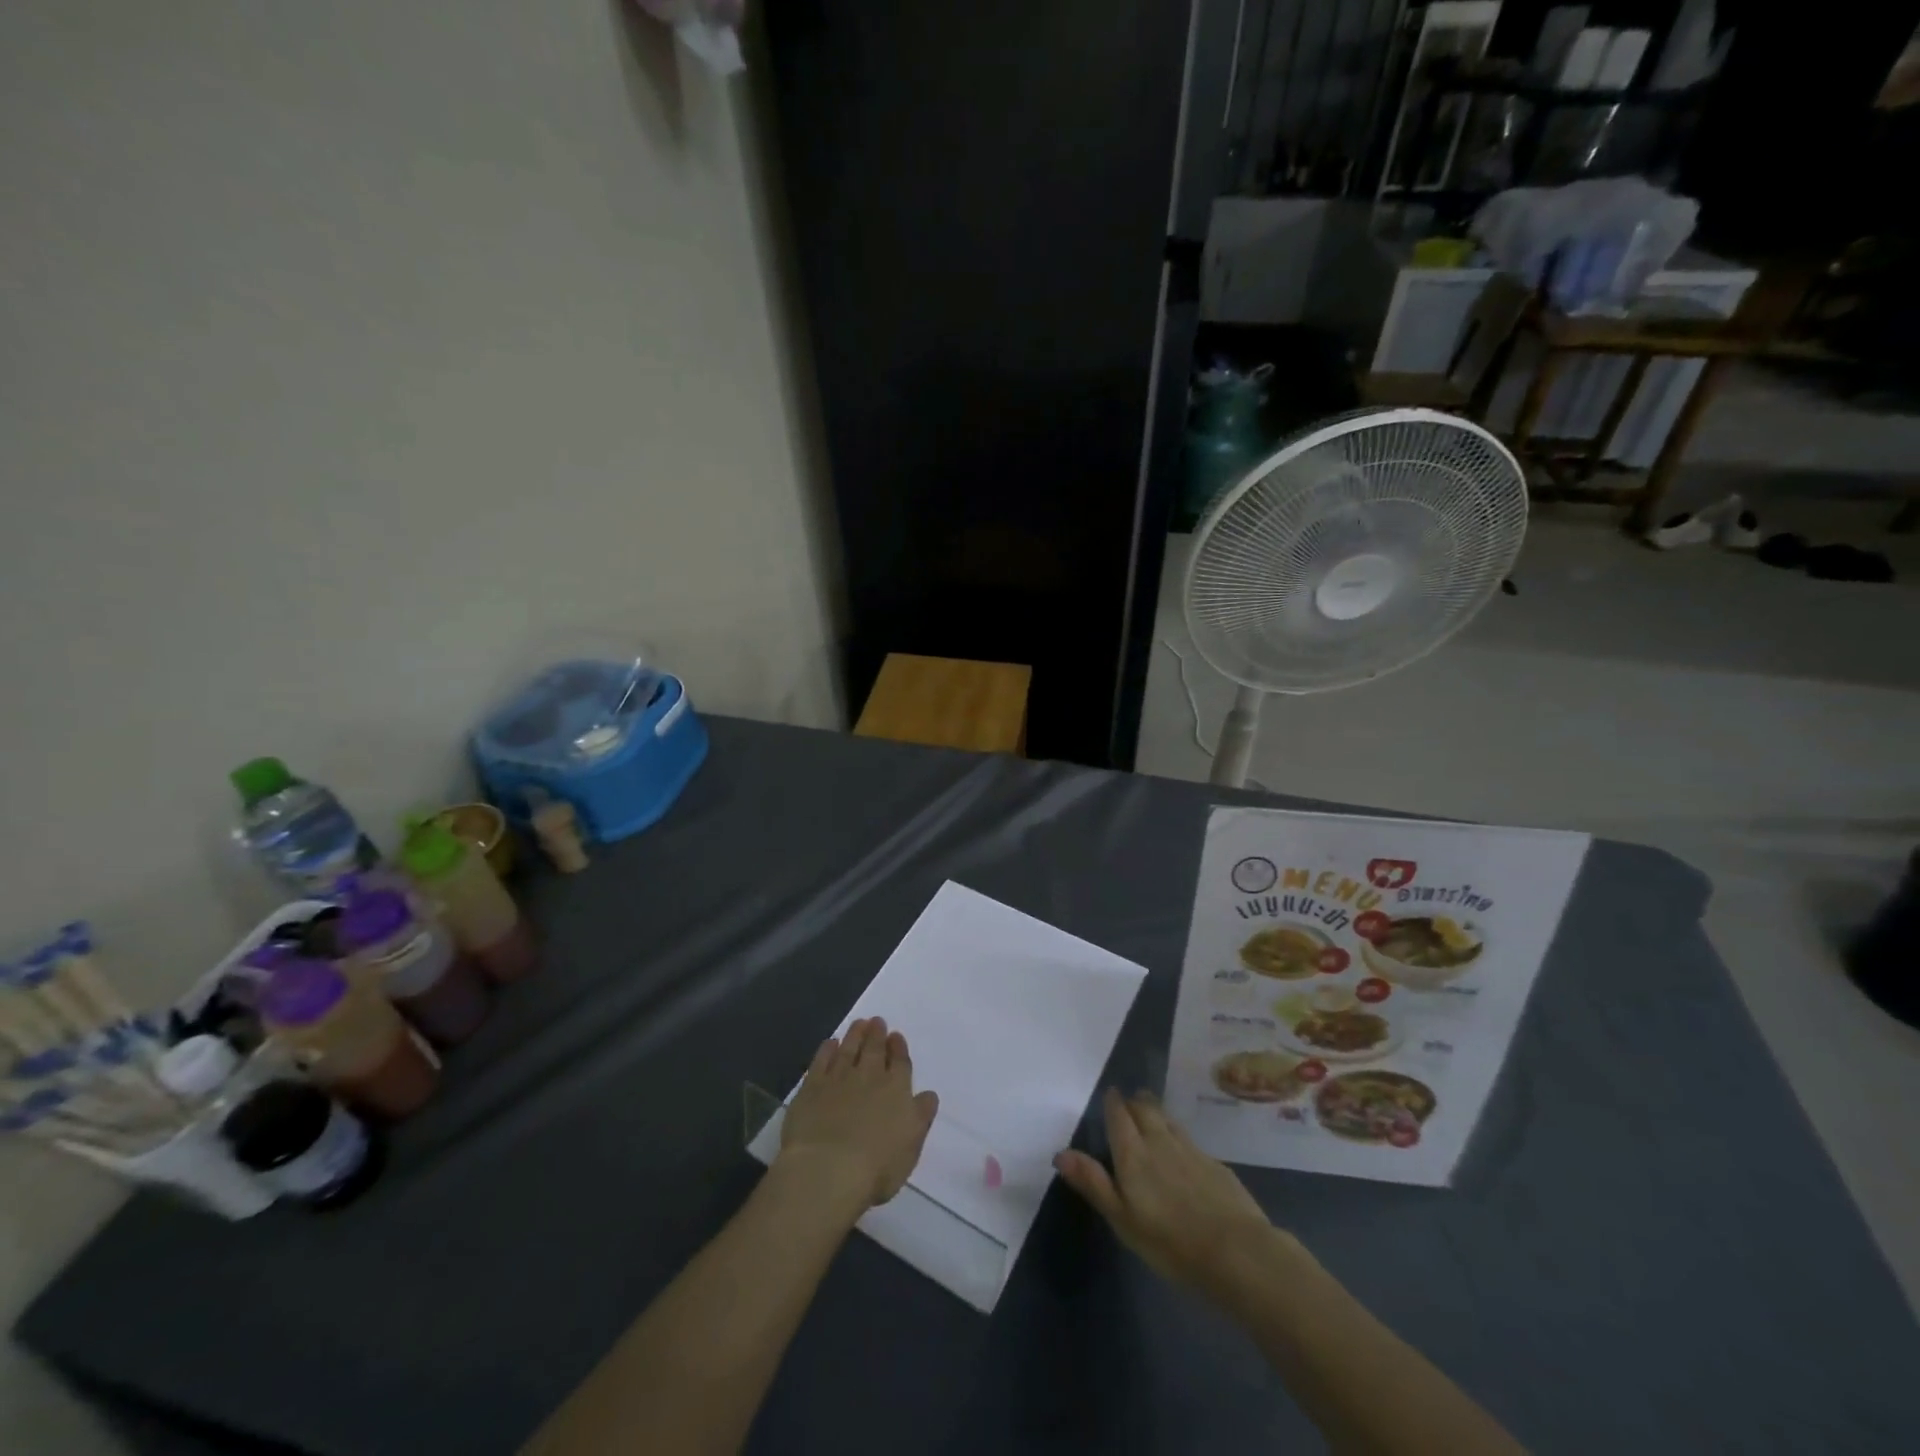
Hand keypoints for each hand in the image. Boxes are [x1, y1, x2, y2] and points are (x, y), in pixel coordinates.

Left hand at [778, 1017, 939, 1214]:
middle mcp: (869, 1076)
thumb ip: (921, 1117)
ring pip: (849, 1048)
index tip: (896, 1036)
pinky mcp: (812, 1086)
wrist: (827, 1170)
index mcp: (897, 1090)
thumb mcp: (911, 1147)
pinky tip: (831, 1043)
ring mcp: (839, 1078)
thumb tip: (928, 1095)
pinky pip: (821, 1060)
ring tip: (859, 1023)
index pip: (900, 1062)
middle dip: (877, 1034)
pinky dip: (828, 1049)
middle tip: (877, 1021)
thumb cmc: (876, 1167)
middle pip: (874, 1049)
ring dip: (856, 1034)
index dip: (899, 1048)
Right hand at [1055, 1088, 1276, 1293]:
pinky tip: (1182, 1150)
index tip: (1110, 1095)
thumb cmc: (1171, 1242)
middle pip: (1145, 1109)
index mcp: (1133, 1154)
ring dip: (1156, 1112)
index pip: (1119, 1116)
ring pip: (1168, 1119)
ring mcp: (1191, 1150)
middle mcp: (1160, 1142)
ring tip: (1150, 1110)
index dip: (1113, 1103)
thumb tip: (1060, 1153)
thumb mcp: (1123, 1219)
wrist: (1237, 1252)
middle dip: (1134, 1101)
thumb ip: (1093, 1183)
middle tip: (1128, 1100)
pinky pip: (1189, 1139)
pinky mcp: (1215, 1164)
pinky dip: (1178, 1135)